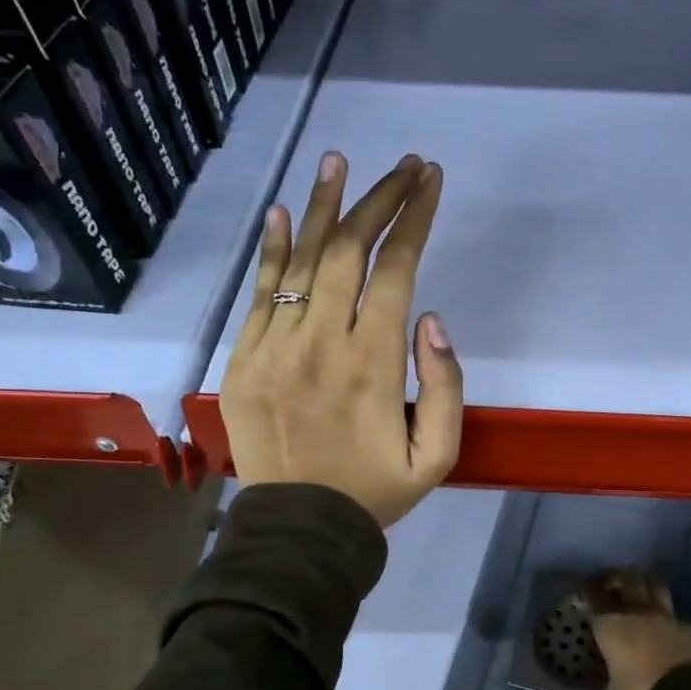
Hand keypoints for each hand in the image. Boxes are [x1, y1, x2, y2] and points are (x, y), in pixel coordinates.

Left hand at [221, 152, 462, 528]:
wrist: (299, 529)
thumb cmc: (375, 491)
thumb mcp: (437, 456)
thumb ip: (446, 386)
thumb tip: (432, 318)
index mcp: (373, 362)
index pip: (395, 269)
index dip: (414, 218)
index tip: (429, 180)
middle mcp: (322, 341)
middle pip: (349, 250)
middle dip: (379, 199)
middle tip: (402, 164)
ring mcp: (275, 346)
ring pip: (300, 259)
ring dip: (324, 205)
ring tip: (338, 160)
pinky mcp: (245, 359)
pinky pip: (258, 292)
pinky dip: (272, 248)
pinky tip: (283, 210)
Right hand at [576, 570, 690, 689]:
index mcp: (612, 628)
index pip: (596, 603)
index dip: (590, 594)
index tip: (586, 590)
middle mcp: (638, 615)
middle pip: (628, 582)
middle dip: (618, 577)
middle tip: (612, 580)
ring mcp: (667, 620)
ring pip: (655, 588)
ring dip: (647, 584)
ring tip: (641, 586)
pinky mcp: (690, 630)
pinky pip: (675, 615)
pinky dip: (669, 616)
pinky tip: (667, 626)